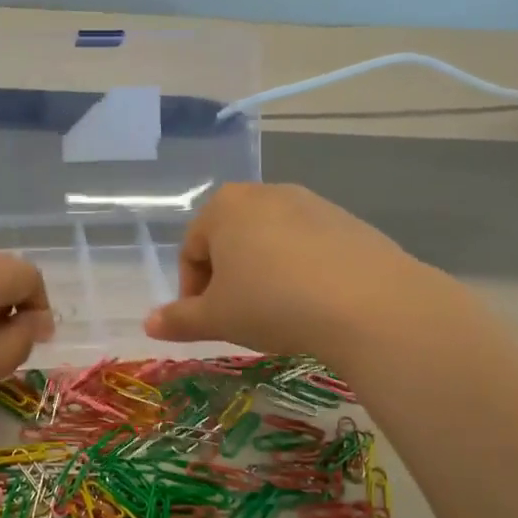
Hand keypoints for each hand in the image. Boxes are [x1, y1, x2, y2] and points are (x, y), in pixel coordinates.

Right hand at [144, 184, 430, 358]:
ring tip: (277, 313)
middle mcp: (265, 193)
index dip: (191, 291)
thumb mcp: (217, 318)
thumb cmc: (272, 304)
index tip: (205, 322)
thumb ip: (179, 319)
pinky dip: (300, 271)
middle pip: (230, 240)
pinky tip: (313, 303)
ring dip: (263, 274)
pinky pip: (308, 247)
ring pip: (270, 243)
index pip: (191, 250)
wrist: (368, 304)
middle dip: (227, 279)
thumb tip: (149, 324)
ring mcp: (311, 203)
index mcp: (224, 207)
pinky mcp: (347, 221)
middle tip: (237, 317)